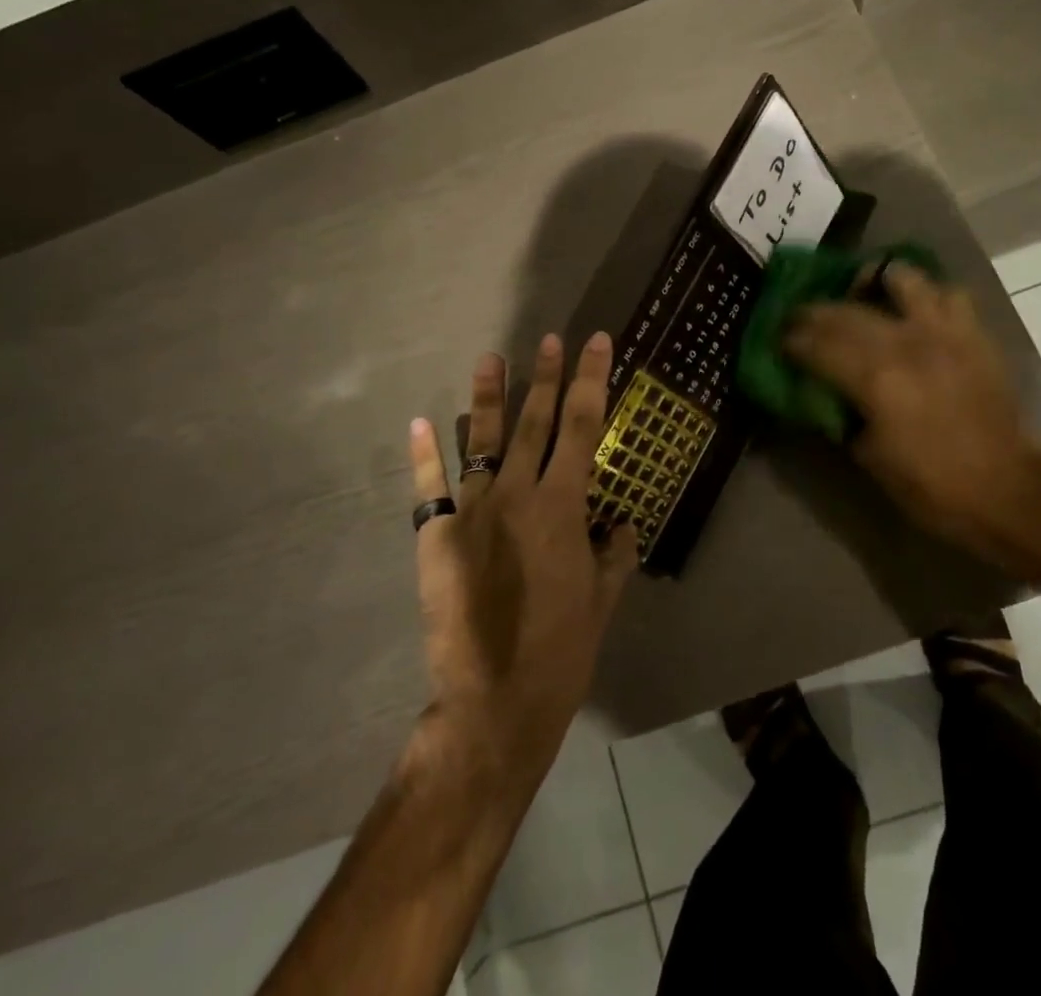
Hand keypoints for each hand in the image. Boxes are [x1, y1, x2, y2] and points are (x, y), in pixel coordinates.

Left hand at [406, 332, 638, 791]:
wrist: (494, 701)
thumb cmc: (561, 651)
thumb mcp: (603, 600)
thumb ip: (615, 553)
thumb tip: (622, 524)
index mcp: (563, 505)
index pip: (583, 425)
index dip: (592, 379)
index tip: (597, 343)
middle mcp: (518, 495)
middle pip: (535, 421)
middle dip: (546, 376)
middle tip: (550, 338)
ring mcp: (472, 511)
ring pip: (483, 441)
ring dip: (487, 398)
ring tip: (489, 357)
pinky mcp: (436, 536)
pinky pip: (429, 487)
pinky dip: (423, 453)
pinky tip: (419, 421)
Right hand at [783, 263, 1040, 569]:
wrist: (1007, 491)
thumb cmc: (931, 485)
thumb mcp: (868, 457)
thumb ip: (840, 415)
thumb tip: (820, 391)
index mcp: (875, 378)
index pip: (816, 344)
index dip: (791, 339)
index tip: (778, 339)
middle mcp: (906, 342)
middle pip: (846, 310)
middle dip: (815, 312)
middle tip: (801, 319)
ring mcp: (944, 332)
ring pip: (902, 279)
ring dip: (875, 281)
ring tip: (865, 293)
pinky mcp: (973, 334)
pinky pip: (949, 293)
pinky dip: (927, 294)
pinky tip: (916, 311)